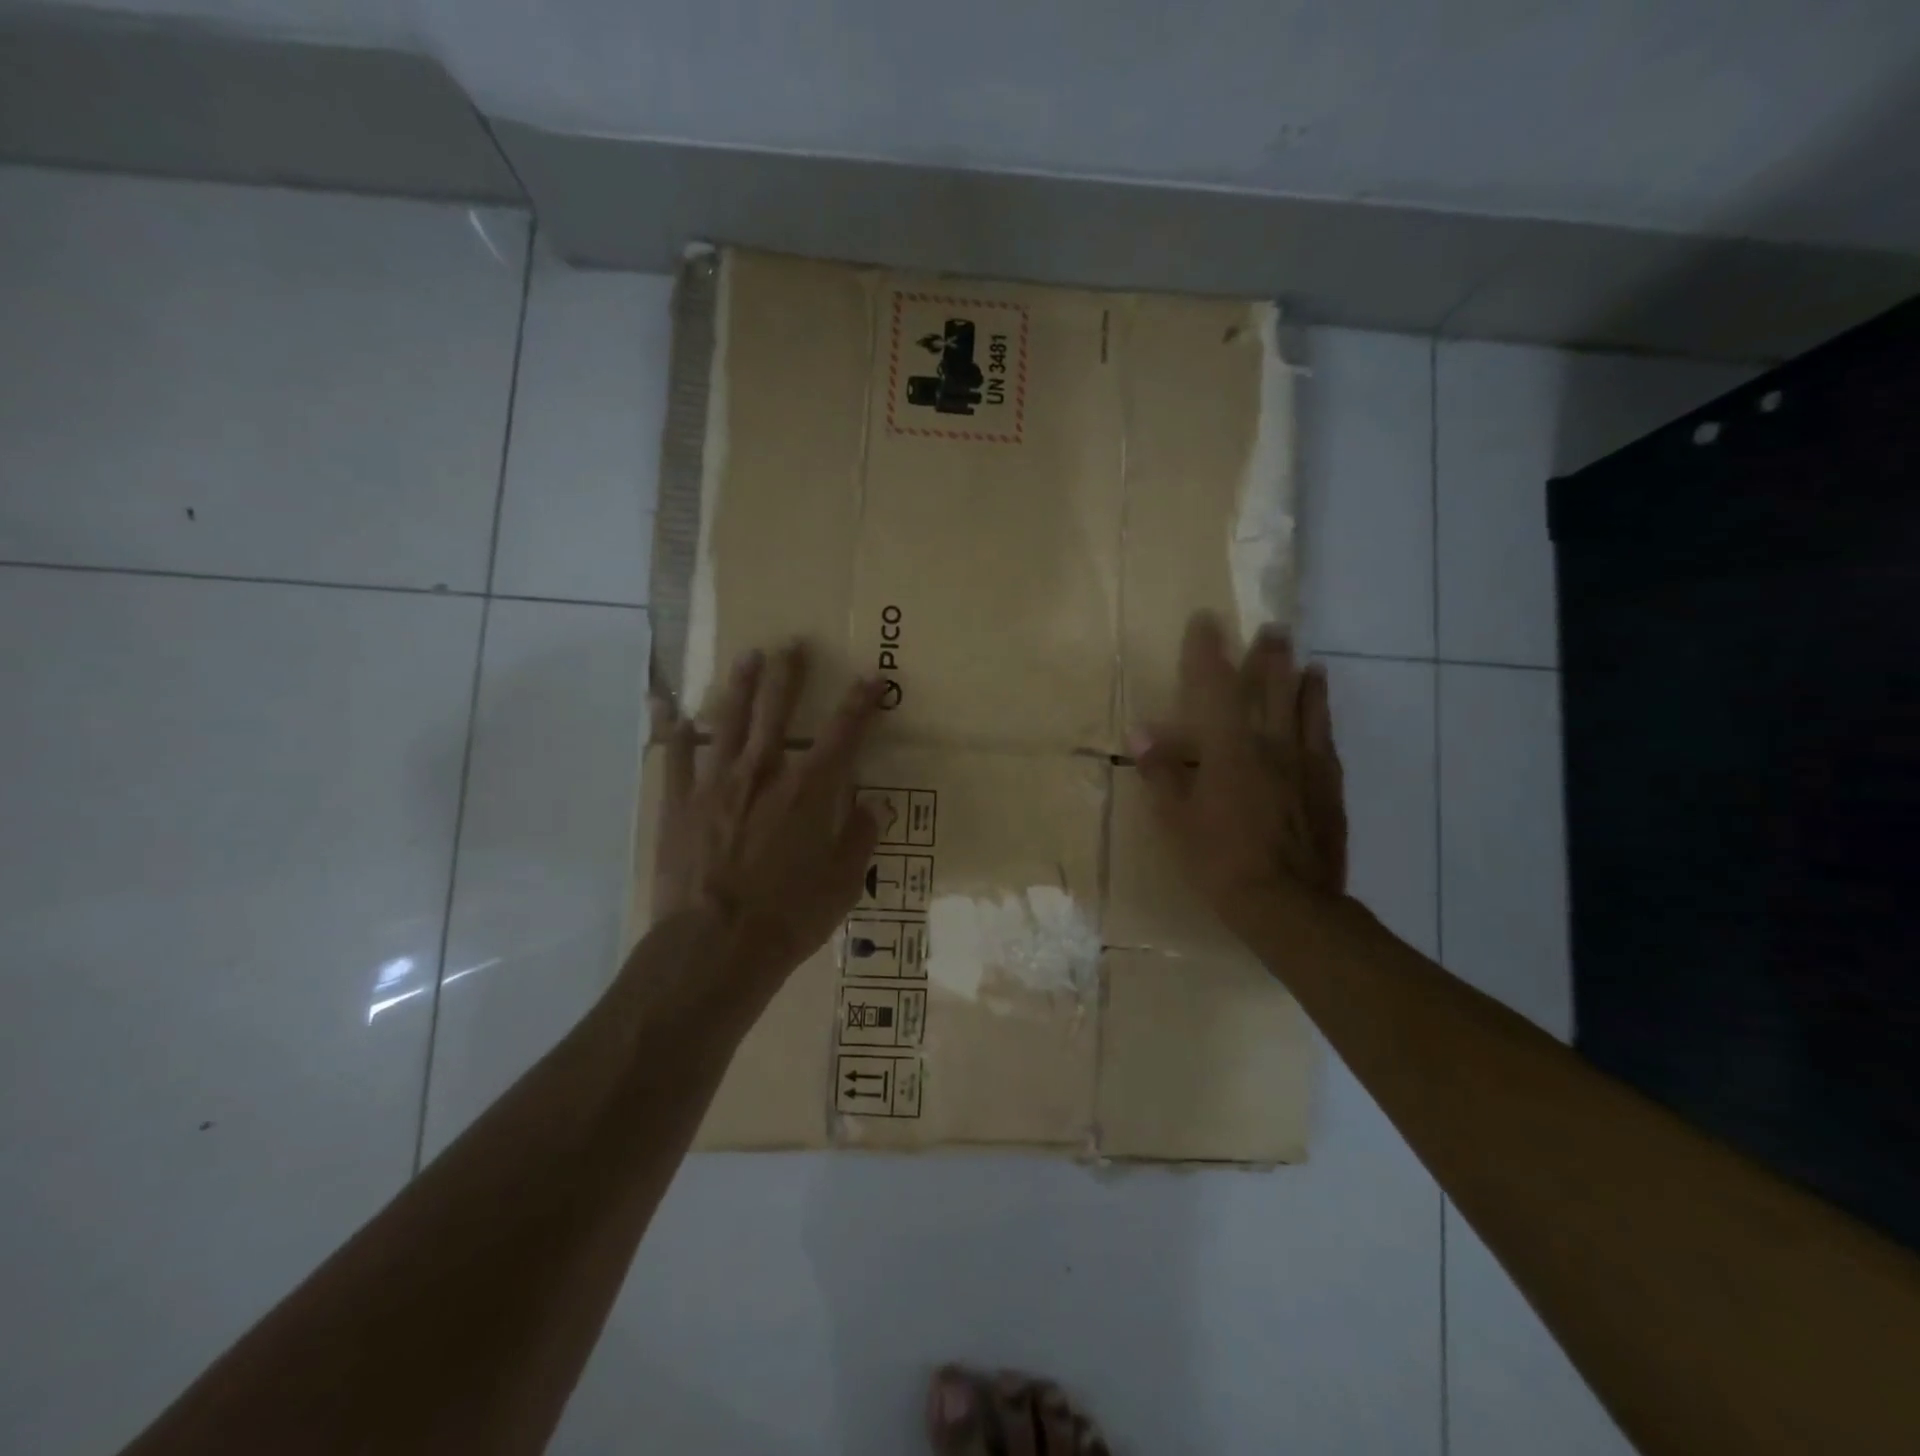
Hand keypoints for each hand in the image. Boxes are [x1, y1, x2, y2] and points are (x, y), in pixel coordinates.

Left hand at [652, 642, 883, 980]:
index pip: (842, 735)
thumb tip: (876, 803)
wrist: (715, 946)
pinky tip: (671, 709)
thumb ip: (861, 837)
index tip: (872, 678)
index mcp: (809, 792)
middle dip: (788, 676)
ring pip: (728, 722)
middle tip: (792, 644)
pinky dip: (674, 732)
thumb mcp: (843, 884)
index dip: (860, 703)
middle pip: (777, 712)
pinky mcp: (679, 804)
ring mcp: (717, 785)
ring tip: (747, 656)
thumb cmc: (789, 917)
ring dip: (739, 686)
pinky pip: (675, 758)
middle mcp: (764, 775)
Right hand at [1133, 613, 1347, 928]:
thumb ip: (1162, 773)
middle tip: (1273, 628)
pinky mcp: (1329, 788)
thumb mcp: (1177, 821)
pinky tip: (1323, 715)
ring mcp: (1306, 765)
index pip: (1215, 687)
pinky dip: (1323, 719)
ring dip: (1304, 681)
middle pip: (1271, 688)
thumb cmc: (1221, 862)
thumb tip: (1141, 732)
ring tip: (1309, 662)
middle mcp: (1272, 745)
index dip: (1208, 651)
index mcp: (1230, 750)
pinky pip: (1326, 741)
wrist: (1290, 905)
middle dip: (1269, 655)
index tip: (1206, 619)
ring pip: (1307, 709)